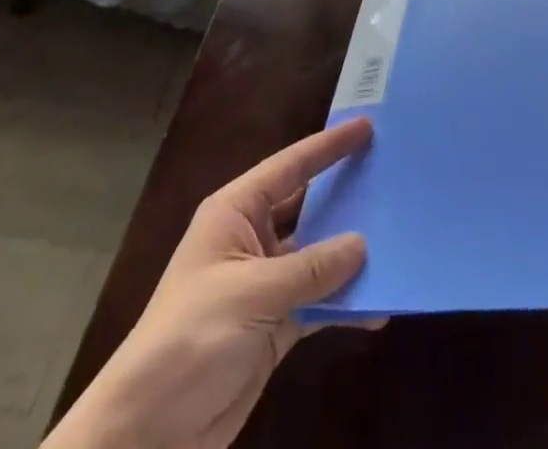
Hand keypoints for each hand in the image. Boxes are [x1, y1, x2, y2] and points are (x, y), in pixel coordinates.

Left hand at [47, 118, 377, 448]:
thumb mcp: (251, 295)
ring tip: (398, 239)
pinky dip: (344, 302)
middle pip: (307, 207)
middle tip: (392, 179)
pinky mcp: (273, 326)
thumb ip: (310, 269)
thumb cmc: (189, 339)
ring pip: (317, 256)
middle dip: (346, 196)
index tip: (367, 128)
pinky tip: (378, 305)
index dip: (328, 147)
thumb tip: (363, 245)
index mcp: (235, 213)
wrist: (149, 432)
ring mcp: (264, 284)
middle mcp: (252, 239)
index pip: (290, 168)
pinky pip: (317, 302)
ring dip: (351, 253)